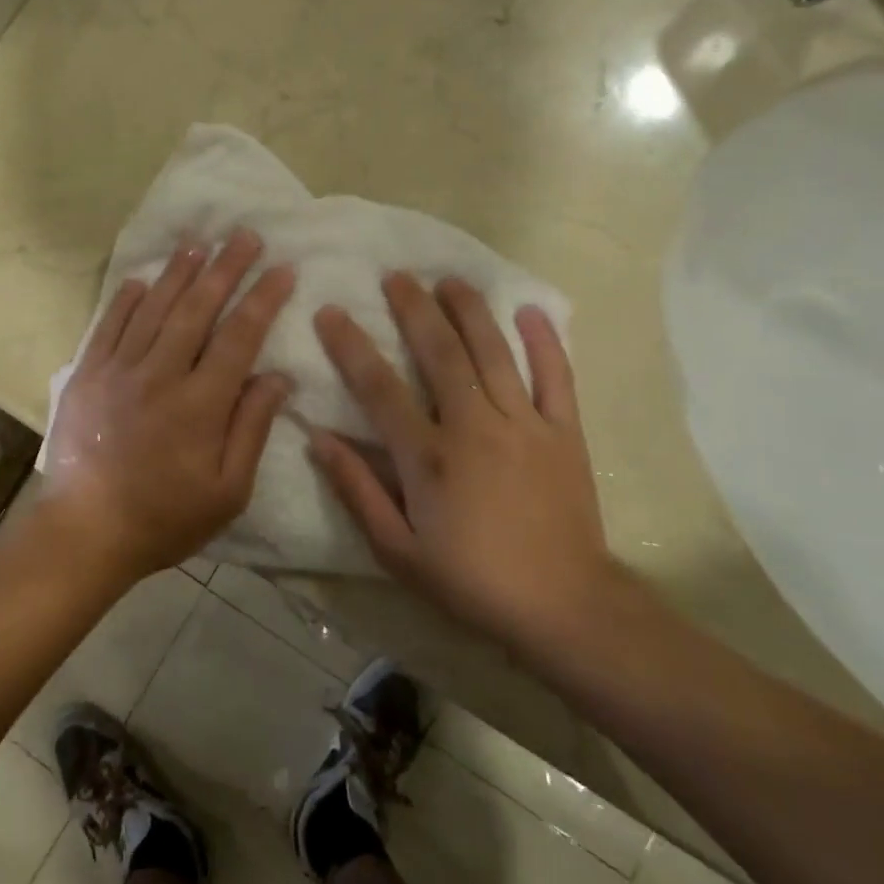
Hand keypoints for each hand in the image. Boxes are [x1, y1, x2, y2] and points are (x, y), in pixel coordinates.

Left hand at [41, 229, 295, 581]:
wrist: (85, 531)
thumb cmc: (165, 518)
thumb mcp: (227, 491)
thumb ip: (252, 429)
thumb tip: (277, 377)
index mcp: (200, 404)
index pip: (239, 337)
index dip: (263, 299)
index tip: (282, 268)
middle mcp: (160, 374)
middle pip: (197, 309)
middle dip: (225, 269)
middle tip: (245, 236)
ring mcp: (118, 370)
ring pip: (154, 308)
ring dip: (178, 273)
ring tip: (198, 243)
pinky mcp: (87, 375)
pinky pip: (109, 326)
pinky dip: (127, 300)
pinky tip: (142, 280)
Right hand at [309, 274, 620, 654]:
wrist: (564, 607)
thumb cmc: (471, 581)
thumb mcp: (398, 550)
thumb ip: (357, 490)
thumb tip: (319, 438)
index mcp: (429, 457)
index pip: (380, 388)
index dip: (351, 346)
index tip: (332, 312)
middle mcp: (475, 427)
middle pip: (441, 353)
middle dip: (414, 309)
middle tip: (396, 276)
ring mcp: (525, 425)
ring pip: (494, 353)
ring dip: (470, 311)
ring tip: (449, 280)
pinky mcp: (565, 433)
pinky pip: (556, 377)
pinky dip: (545, 342)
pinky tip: (529, 312)